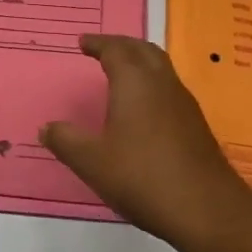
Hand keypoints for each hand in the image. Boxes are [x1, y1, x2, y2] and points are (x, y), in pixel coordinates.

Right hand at [42, 35, 251, 245]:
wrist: (206, 208)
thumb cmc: (142, 177)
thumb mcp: (93, 162)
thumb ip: (66, 141)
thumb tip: (46, 128)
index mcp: (134, 81)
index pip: (115, 49)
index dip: (98, 44)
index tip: (83, 43)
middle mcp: (161, 83)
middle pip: (142, 50)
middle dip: (121, 45)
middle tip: (102, 49)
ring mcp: (183, 102)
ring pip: (160, 66)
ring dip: (140, 61)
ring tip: (121, 73)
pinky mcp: (195, 124)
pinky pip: (169, 87)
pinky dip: (152, 83)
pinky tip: (144, 107)